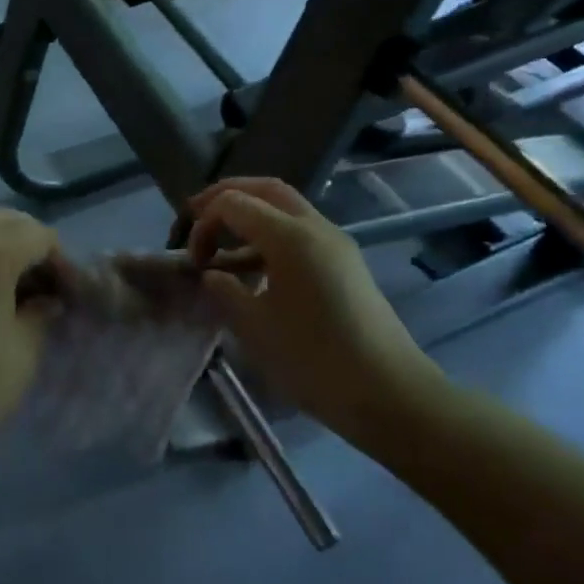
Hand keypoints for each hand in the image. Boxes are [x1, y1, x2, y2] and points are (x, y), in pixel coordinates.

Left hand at [0, 210, 60, 452]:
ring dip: (7, 250)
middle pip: (7, 222)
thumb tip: (48, 301)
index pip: (39, 236)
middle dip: (34, 247)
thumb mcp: (24, 350)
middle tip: (49, 287)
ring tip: (23, 293)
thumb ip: (41, 313)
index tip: (71, 295)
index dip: (61, 262)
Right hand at [186, 178, 444, 454]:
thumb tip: (214, 275)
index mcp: (290, 236)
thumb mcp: (254, 327)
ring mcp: (335, 243)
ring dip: (250, 214)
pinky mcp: (344, 263)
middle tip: (197, 218)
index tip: (194, 260)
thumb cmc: (315, 360)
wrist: (390, 394)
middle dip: (226, 196)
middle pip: (264, 188)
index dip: (203, 223)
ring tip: (222, 245)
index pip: (234, 203)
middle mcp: (315, 227)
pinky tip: (254, 267)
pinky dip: (271, 234)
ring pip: (285, 207)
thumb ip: (225, 290)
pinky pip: (300, 230)